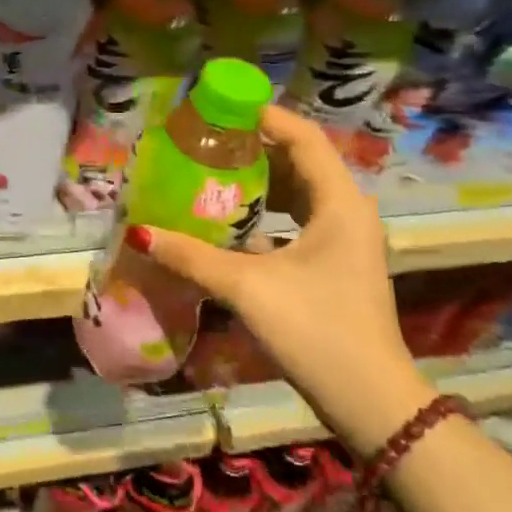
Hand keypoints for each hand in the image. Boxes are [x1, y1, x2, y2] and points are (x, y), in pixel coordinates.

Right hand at [128, 105, 434, 452]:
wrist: (371, 402)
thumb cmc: (317, 331)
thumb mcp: (249, 288)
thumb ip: (192, 257)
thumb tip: (139, 233)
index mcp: (338, 202)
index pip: (302, 137)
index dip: (262, 117)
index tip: (218, 109)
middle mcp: (346, 211)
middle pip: (298, 160)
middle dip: (251, 148)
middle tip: (203, 142)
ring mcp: (343, 240)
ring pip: (295, 193)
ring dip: (255, 183)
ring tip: (207, 175)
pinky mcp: (333, 264)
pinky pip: (294, 221)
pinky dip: (262, 215)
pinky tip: (225, 225)